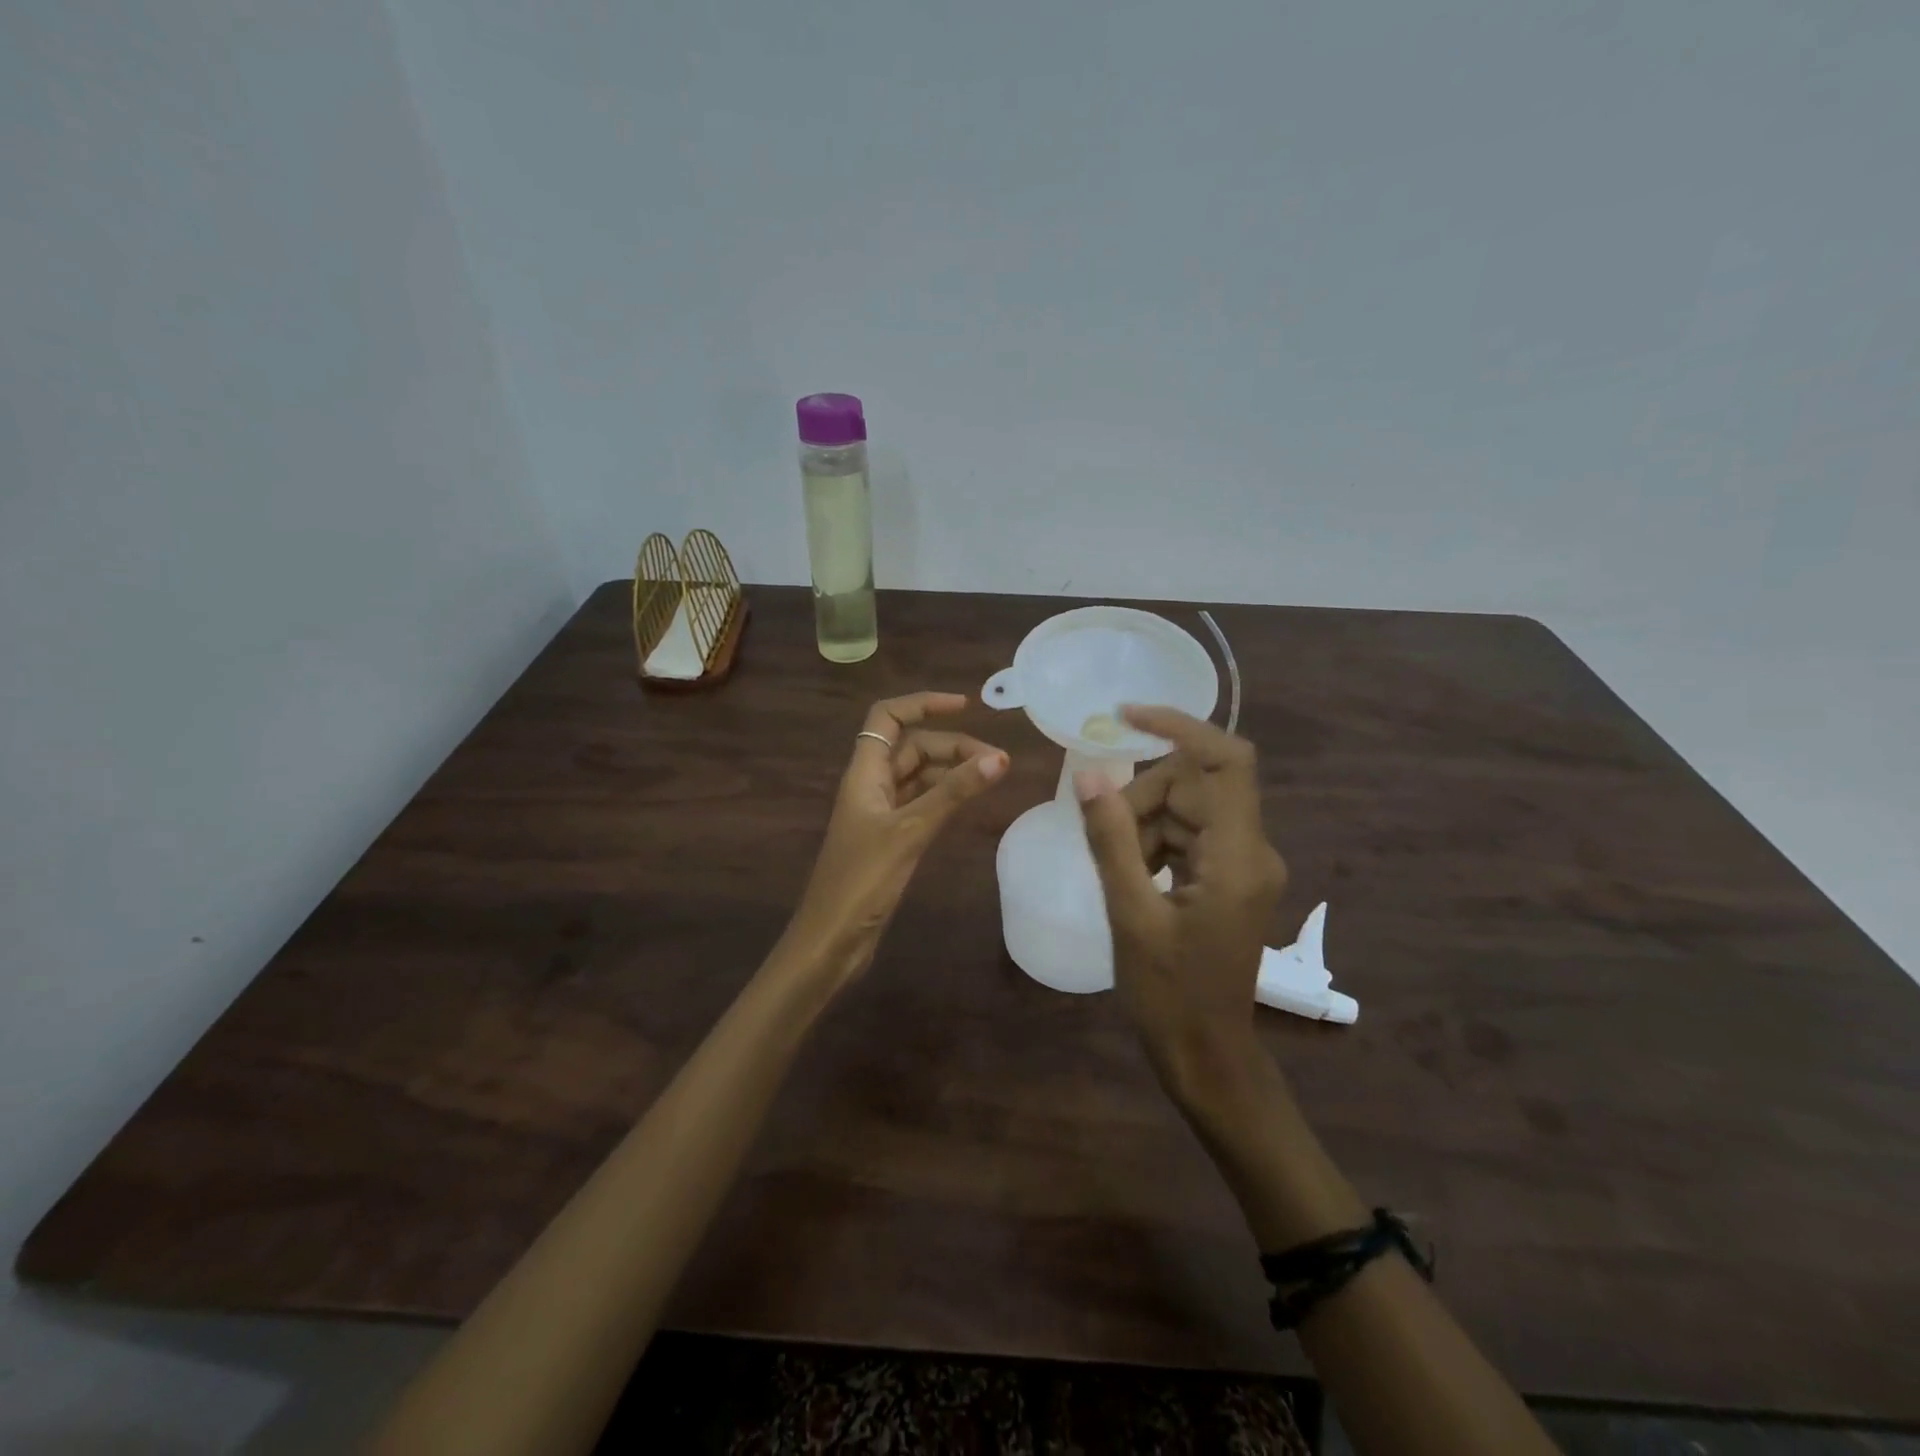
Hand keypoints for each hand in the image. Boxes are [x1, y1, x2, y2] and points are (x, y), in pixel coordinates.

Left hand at [785, 691, 1008, 985]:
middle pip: (911, 747)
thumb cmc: (862, 881)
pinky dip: (944, 797)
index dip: (923, 704)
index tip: (965, 706)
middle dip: (952, 745)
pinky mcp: (889, 839)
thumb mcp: (910, 831)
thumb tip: (998, 758)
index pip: (888, 718)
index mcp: (864, 773)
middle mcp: (870, 786)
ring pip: (918, 776)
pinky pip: (920, 803)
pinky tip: (968, 803)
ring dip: (951, 771)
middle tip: (996, 761)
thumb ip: (953, 793)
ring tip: (992, 777)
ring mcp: (879, 813)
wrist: (830, 940)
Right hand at [1076, 705, 1286, 1095]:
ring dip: (1145, 825)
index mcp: (1238, 856)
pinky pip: (1190, 836)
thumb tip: (1089, 774)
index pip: (1227, 760)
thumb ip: (1110, 839)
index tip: (1126, 715)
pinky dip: (1155, 843)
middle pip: (1196, 784)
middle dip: (1144, 797)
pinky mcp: (1231, 878)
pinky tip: (1132, 877)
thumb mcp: (1130, 914)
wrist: (1206, 1056)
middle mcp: (1252, 849)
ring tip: (1117, 870)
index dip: (1181, 726)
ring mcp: (1244, 864)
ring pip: (1188, 809)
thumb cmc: (1168, 994)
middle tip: (1102, 835)